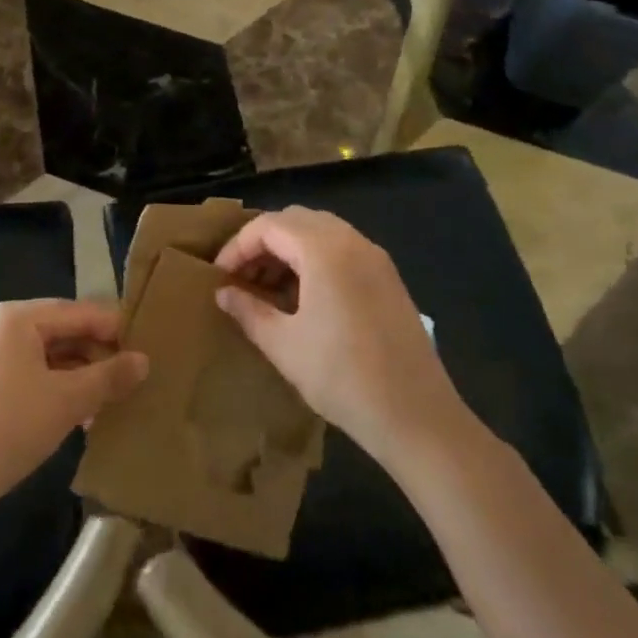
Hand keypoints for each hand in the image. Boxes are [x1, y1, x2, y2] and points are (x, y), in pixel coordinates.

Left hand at [0, 299, 147, 524]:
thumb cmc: (7, 426)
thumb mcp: (66, 401)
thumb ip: (108, 377)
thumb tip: (144, 361)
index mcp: (18, 317)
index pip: (79, 311)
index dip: (115, 329)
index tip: (150, 348)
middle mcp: (3, 328)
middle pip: (65, 332)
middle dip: (99, 356)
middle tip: (137, 379)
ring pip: (51, 359)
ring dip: (83, 378)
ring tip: (116, 402)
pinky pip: (35, 378)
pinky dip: (60, 392)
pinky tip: (84, 419)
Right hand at [214, 208, 467, 461]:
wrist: (418, 417)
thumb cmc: (342, 377)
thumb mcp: (283, 345)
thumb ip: (248, 311)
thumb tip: (223, 293)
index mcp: (323, 249)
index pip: (268, 226)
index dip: (237, 247)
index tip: (219, 276)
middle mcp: (351, 241)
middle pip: (295, 220)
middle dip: (262, 242)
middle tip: (242, 277)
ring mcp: (375, 258)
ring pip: (320, 232)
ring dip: (289, 250)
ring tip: (269, 288)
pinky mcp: (389, 278)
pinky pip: (342, 249)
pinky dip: (315, 259)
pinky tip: (304, 297)